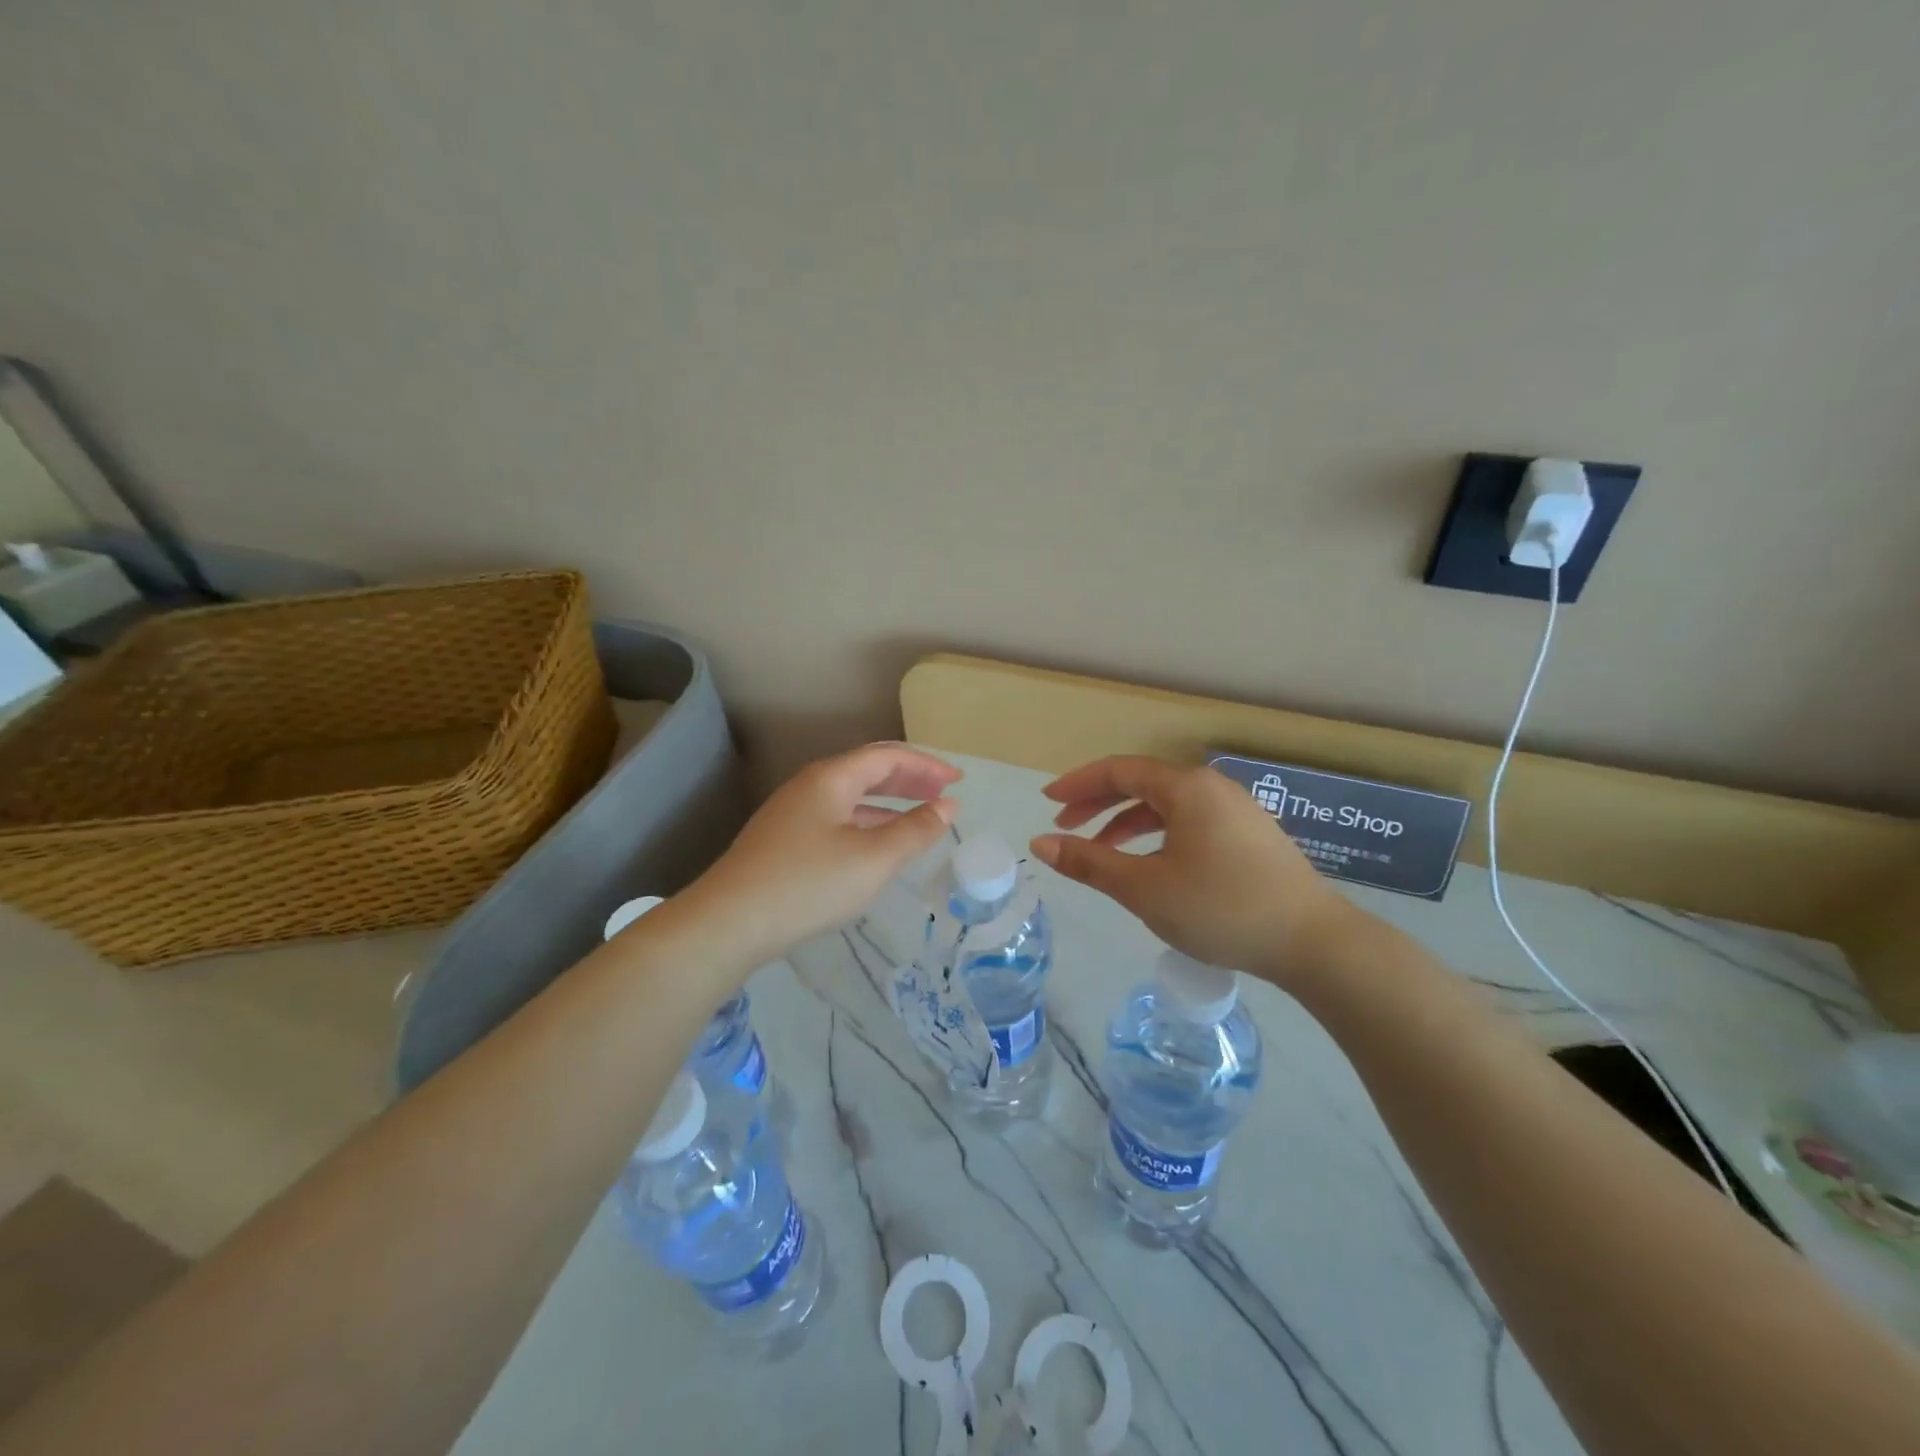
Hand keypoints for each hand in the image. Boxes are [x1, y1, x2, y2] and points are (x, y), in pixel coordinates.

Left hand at [669, 744, 960, 971]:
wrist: (729, 922)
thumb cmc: (809, 884)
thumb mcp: (874, 859)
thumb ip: (915, 830)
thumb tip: (948, 806)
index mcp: (832, 778)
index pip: (888, 757)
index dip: (927, 765)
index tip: (958, 781)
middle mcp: (810, 786)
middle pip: (868, 771)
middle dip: (910, 779)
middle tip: (944, 794)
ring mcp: (793, 813)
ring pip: (851, 797)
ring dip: (889, 803)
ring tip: (919, 817)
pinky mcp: (783, 841)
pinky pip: (837, 818)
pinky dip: (867, 823)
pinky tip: (876, 846)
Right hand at [1030, 756, 1355, 987]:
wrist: (1314, 942)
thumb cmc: (1221, 908)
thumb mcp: (1145, 888)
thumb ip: (1090, 862)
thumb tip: (1041, 843)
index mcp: (1186, 787)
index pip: (1119, 771)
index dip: (1078, 783)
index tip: (1047, 802)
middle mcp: (1211, 788)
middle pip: (1142, 784)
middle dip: (1098, 803)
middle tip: (1064, 826)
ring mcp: (1235, 811)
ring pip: (1167, 806)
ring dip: (1127, 823)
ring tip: (1100, 851)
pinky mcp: (1249, 836)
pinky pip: (1189, 823)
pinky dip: (1158, 836)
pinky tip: (1149, 864)